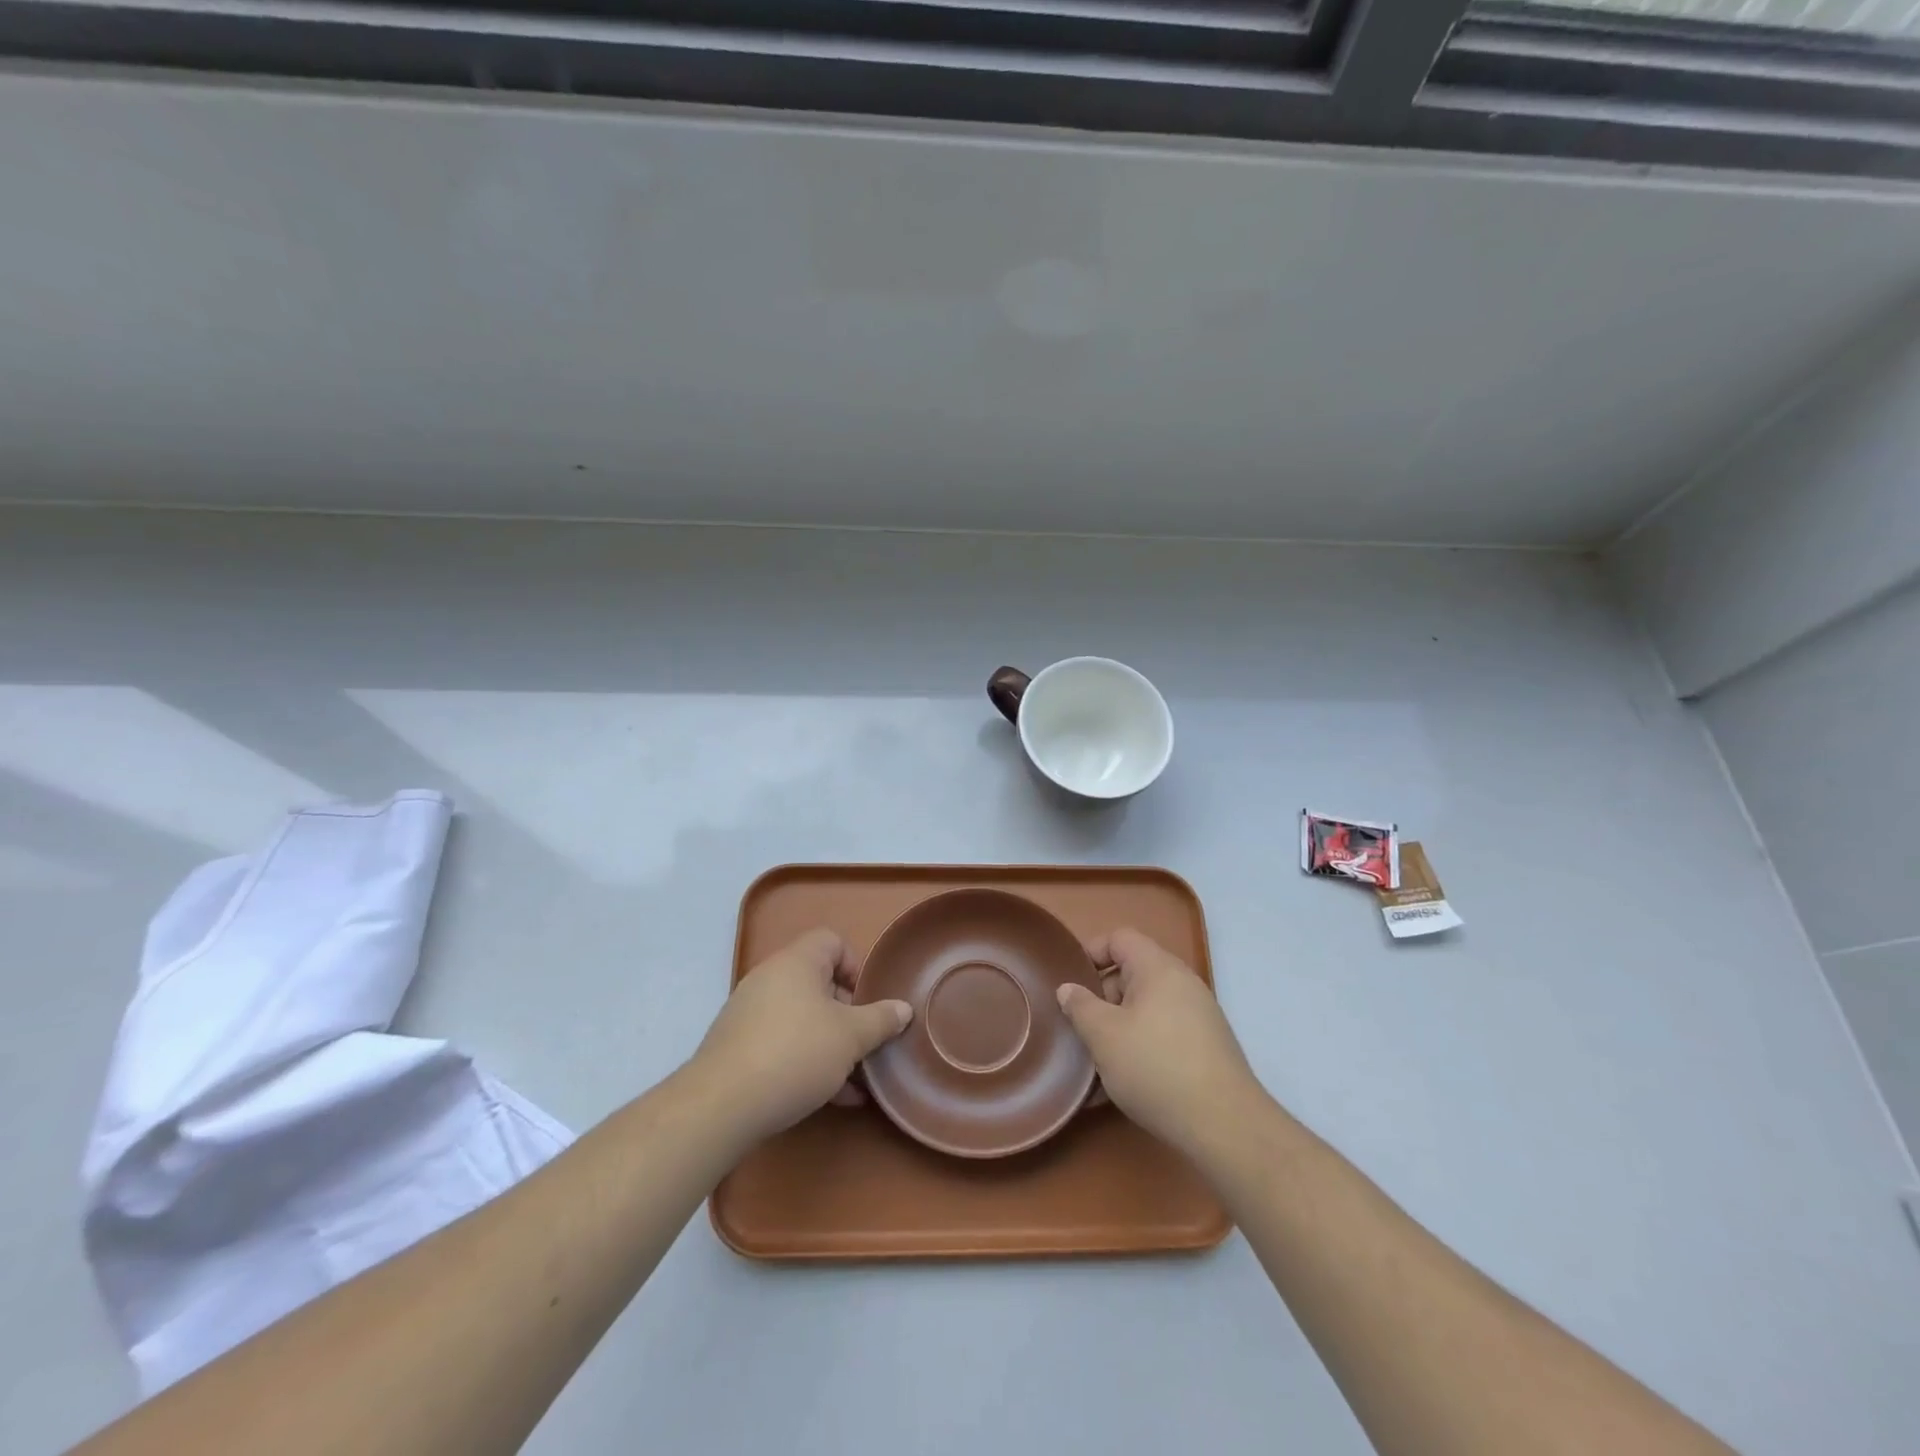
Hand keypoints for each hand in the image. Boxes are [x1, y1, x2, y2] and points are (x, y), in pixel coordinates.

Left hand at [693, 928, 911, 1142]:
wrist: (721, 1106)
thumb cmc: (795, 1054)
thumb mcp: (851, 1038)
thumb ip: (880, 1020)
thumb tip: (903, 1008)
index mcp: (796, 962)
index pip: (831, 941)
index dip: (855, 965)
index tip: (868, 1001)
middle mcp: (770, 979)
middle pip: (818, 982)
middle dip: (848, 1013)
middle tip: (865, 1042)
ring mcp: (749, 1013)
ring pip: (802, 1018)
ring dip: (831, 1043)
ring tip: (855, 1079)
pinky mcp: (738, 1048)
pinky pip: (782, 1044)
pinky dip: (807, 1061)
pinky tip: (831, 1098)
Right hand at [1057, 928, 1262, 1155]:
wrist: (1225, 1126)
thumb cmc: (1156, 1067)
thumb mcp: (1104, 1036)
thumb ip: (1080, 1006)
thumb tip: (1068, 988)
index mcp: (1158, 968)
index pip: (1120, 938)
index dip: (1091, 952)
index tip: (1069, 981)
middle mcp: (1182, 984)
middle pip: (1132, 974)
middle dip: (1101, 997)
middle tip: (1079, 1027)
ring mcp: (1198, 1017)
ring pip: (1145, 1009)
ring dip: (1117, 1028)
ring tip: (1094, 1061)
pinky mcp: (1205, 1049)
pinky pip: (1161, 1035)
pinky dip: (1139, 1049)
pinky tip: (1120, 1085)